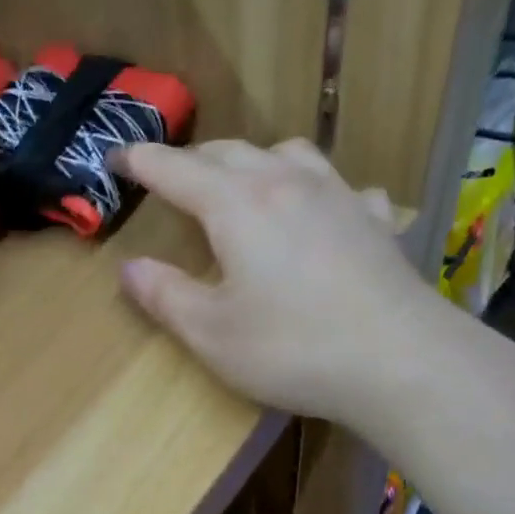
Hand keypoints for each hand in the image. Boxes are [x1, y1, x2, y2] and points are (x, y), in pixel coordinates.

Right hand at [111, 139, 450, 425]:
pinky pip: (340, 188)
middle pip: (230, 152)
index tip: (116, 157)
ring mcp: (339, 195)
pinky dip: (317, 192)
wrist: (398, 360)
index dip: (141, 161)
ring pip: (289, 154)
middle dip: (194, 161)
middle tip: (173, 180)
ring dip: (255, 162)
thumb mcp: (211, 333)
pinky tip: (322, 216)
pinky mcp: (375, 221)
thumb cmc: (291, 349)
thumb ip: (165, 296)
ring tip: (245, 185)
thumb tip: (130, 268)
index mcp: (236, 205)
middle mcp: (286, 184)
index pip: (176, 170)